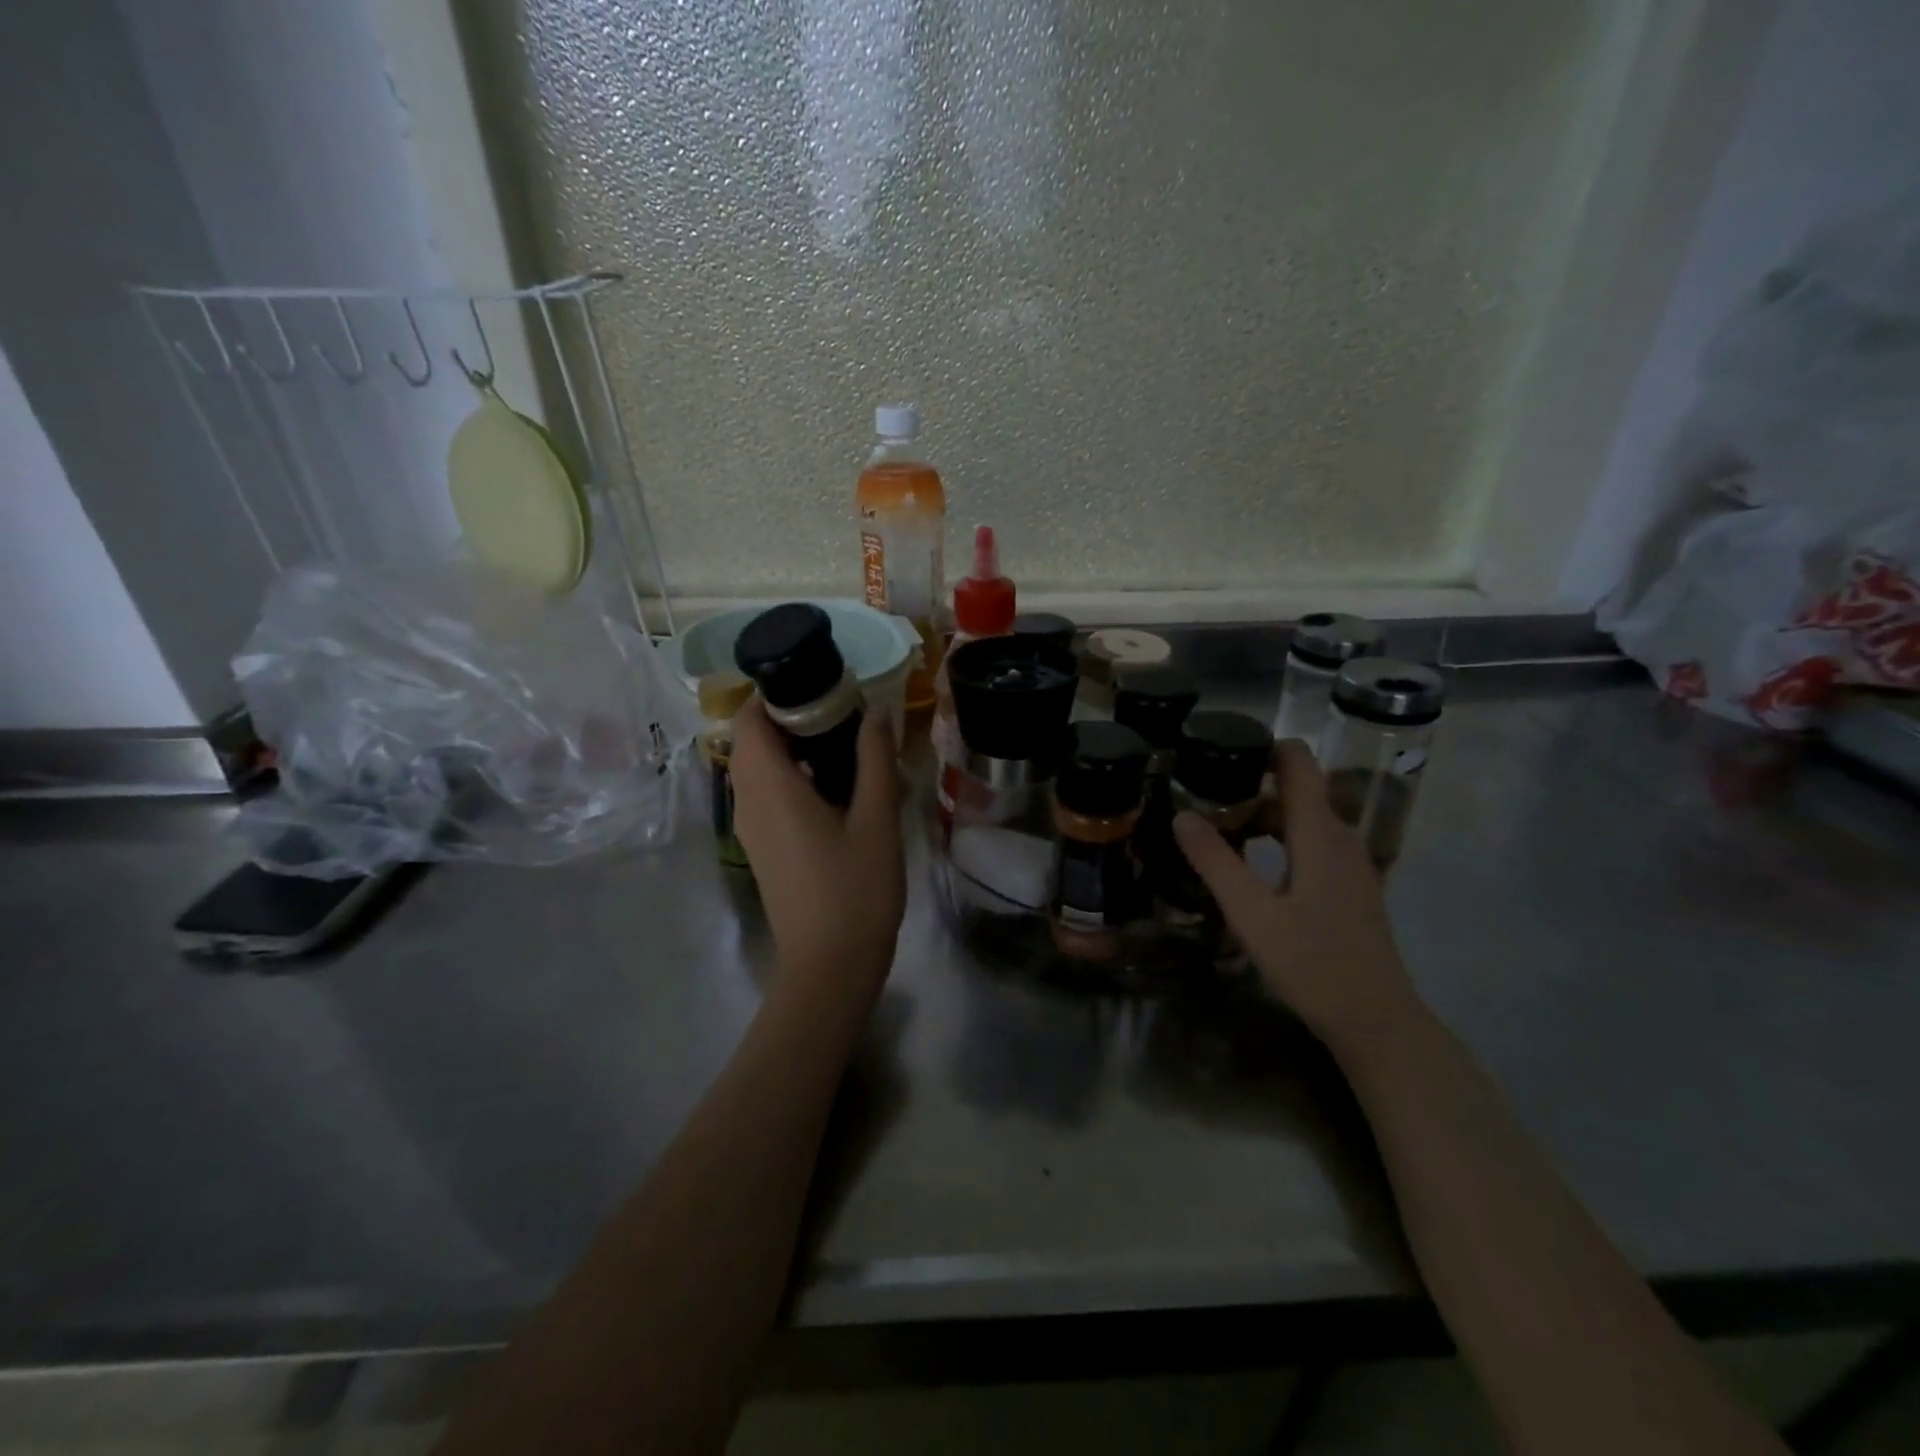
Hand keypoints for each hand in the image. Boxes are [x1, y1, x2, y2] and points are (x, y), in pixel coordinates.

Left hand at [728, 698, 905, 987]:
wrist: (830, 966)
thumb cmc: (855, 889)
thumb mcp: (876, 818)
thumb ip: (875, 759)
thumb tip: (875, 712)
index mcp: (769, 786)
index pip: (749, 718)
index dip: (777, 694)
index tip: (821, 685)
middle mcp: (747, 801)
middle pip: (752, 740)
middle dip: (789, 717)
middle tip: (842, 712)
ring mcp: (751, 828)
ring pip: (758, 768)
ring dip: (792, 748)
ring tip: (843, 744)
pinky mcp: (762, 848)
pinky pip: (766, 794)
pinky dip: (791, 776)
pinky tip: (835, 787)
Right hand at [1173, 739, 1419, 1048]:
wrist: (1376, 1021)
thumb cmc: (1312, 964)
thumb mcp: (1251, 914)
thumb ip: (1215, 861)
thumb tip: (1181, 815)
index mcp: (1319, 833)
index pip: (1298, 762)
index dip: (1262, 746)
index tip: (1218, 752)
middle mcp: (1340, 836)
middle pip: (1294, 790)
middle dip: (1247, 787)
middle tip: (1199, 800)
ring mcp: (1350, 862)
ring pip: (1301, 819)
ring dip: (1260, 817)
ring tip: (1214, 832)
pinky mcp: (1349, 885)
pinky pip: (1310, 843)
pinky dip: (1277, 840)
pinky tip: (1248, 867)